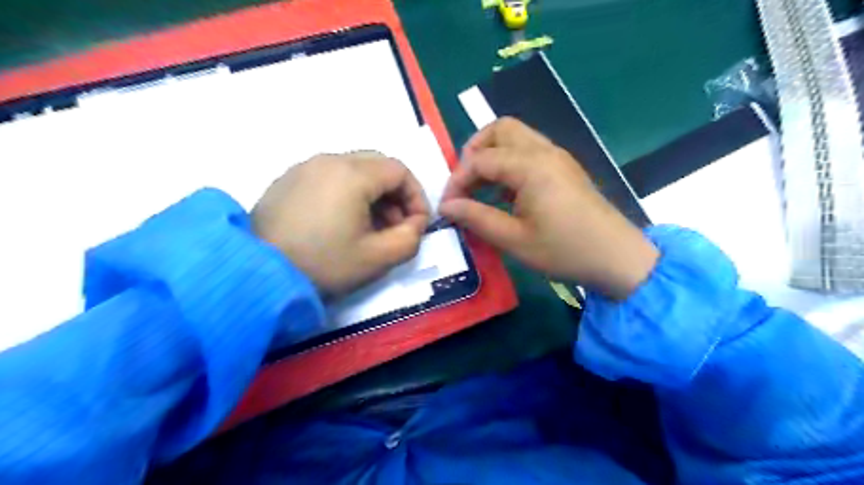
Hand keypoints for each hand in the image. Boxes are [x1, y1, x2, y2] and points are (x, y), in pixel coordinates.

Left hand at [254, 153, 427, 296]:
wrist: (256, 274)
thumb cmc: (323, 264)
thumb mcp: (378, 258)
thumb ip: (410, 238)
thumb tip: (414, 224)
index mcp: (352, 173)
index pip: (400, 171)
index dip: (416, 197)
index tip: (417, 225)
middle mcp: (328, 160)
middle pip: (378, 165)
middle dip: (395, 194)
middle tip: (395, 225)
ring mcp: (304, 168)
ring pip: (353, 170)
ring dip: (372, 194)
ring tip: (369, 227)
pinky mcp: (288, 180)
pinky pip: (329, 177)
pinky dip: (347, 193)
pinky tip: (340, 222)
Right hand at [441, 118, 659, 299]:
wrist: (617, 258)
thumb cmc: (564, 250)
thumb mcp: (514, 240)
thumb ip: (476, 218)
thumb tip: (447, 206)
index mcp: (530, 166)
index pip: (480, 159)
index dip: (458, 180)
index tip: (447, 206)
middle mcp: (544, 151)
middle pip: (500, 130)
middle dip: (474, 151)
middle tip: (464, 183)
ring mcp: (557, 157)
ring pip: (516, 137)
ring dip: (492, 155)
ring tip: (480, 188)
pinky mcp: (564, 168)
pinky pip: (529, 151)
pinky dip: (509, 162)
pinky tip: (504, 192)